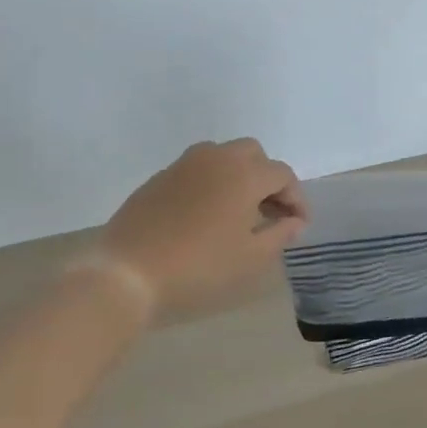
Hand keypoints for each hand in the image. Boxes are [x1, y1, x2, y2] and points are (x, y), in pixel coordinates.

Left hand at [99, 139, 307, 316]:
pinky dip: (211, 183)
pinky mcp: (159, 178)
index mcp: (244, 174)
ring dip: (239, 176)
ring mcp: (183, 165)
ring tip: (240, 212)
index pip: (282, 174)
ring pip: (222, 156)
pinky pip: (196, 170)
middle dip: (268, 179)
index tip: (299, 226)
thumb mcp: (251, 258)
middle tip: (271, 213)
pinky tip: (207, 216)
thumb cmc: (199, 267)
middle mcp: (216, 158)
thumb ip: (279, 234)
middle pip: (253, 154)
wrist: (127, 272)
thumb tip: (294, 221)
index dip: (296, 199)